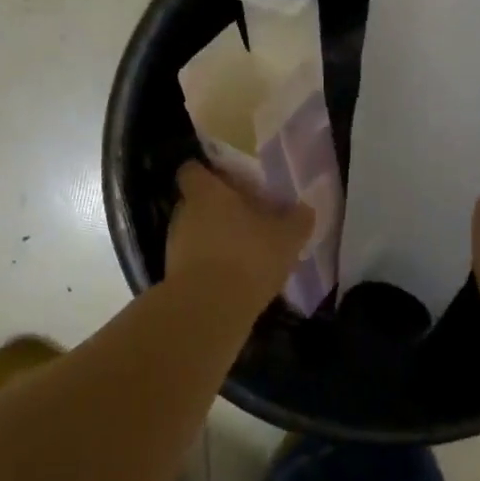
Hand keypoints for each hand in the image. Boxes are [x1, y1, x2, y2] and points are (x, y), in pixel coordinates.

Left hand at [166, 162, 314, 313]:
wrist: (209, 310)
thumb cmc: (248, 257)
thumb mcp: (286, 237)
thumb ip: (297, 220)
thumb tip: (304, 209)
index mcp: (206, 193)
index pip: (193, 170)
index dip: (209, 174)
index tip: (230, 182)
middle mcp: (184, 214)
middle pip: (197, 203)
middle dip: (219, 210)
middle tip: (248, 219)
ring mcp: (175, 246)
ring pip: (196, 233)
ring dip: (216, 239)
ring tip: (245, 252)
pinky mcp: (175, 277)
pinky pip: (195, 262)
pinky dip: (212, 266)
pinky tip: (236, 279)